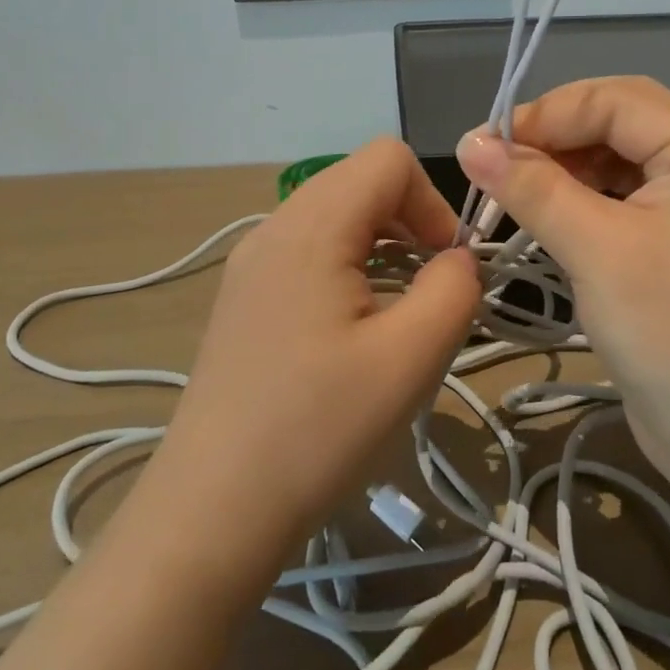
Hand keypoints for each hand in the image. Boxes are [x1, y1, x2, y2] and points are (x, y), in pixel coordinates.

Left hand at [151, 138, 481, 572]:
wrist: (211, 511)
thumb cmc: (316, 431)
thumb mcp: (410, 359)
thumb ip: (454, 289)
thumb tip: (458, 260)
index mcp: (310, 226)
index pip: (389, 158)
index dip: (433, 202)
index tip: (447, 268)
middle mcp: (273, 227)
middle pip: (360, 180)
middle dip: (410, 222)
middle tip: (429, 291)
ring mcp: (251, 262)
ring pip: (335, 215)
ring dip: (381, 246)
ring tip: (396, 313)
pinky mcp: (244, 296)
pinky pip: (309, 250)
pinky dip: (348, 267)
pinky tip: (352, 331)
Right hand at [455, 76, 669, 490]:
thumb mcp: (597, 251)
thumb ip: (533, 188)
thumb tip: (470, 142)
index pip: (618, 101)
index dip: (548, 113)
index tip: (485, 145)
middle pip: (622, 124)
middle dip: (557, 136)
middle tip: (496, 164)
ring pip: (620, 163)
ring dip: (566, 170)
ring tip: (513, 191)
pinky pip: (626, 202)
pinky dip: (583, 203)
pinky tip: (548, 220)